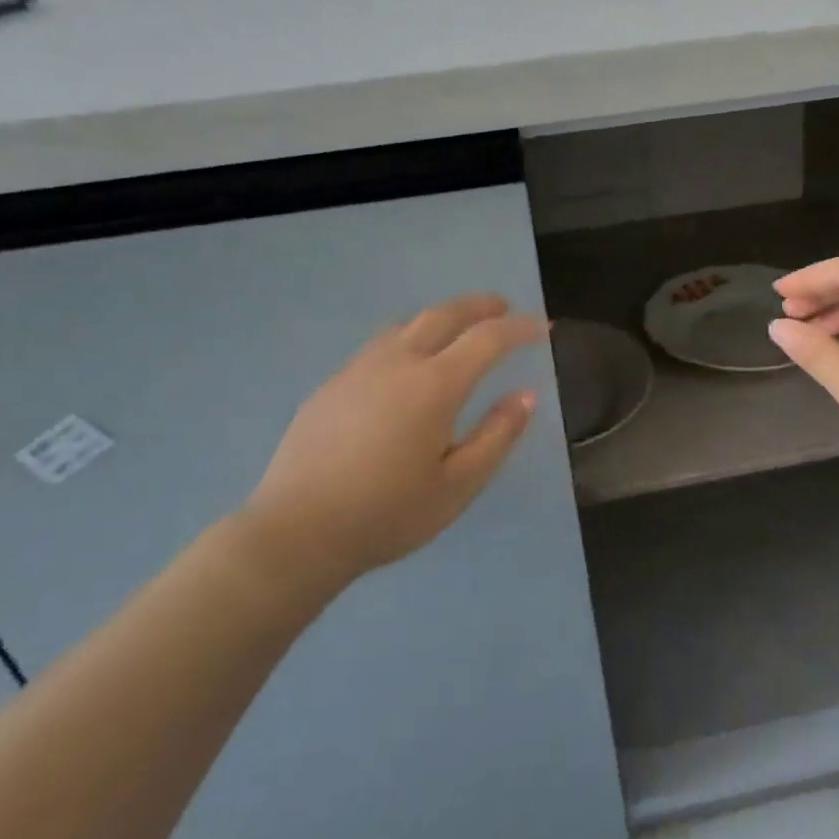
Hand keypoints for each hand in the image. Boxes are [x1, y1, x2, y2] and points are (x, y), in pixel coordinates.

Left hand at [236, 295, 544, 603]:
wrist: (296, 533)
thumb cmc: (387, 513)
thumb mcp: (458, 485)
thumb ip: (497, 436)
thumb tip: (526, 396)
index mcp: (434, 385)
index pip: (487, 338)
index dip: (519, 328)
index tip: (542, 327)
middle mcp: (397, 363)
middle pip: (444, 315)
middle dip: (479, 306)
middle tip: (503, 307)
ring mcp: (358, 370)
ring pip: (407, 325)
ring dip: (441, 317)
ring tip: (459, 328)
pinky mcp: (331, 385)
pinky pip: (380, 346)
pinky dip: (409, 338)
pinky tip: (408, 364)